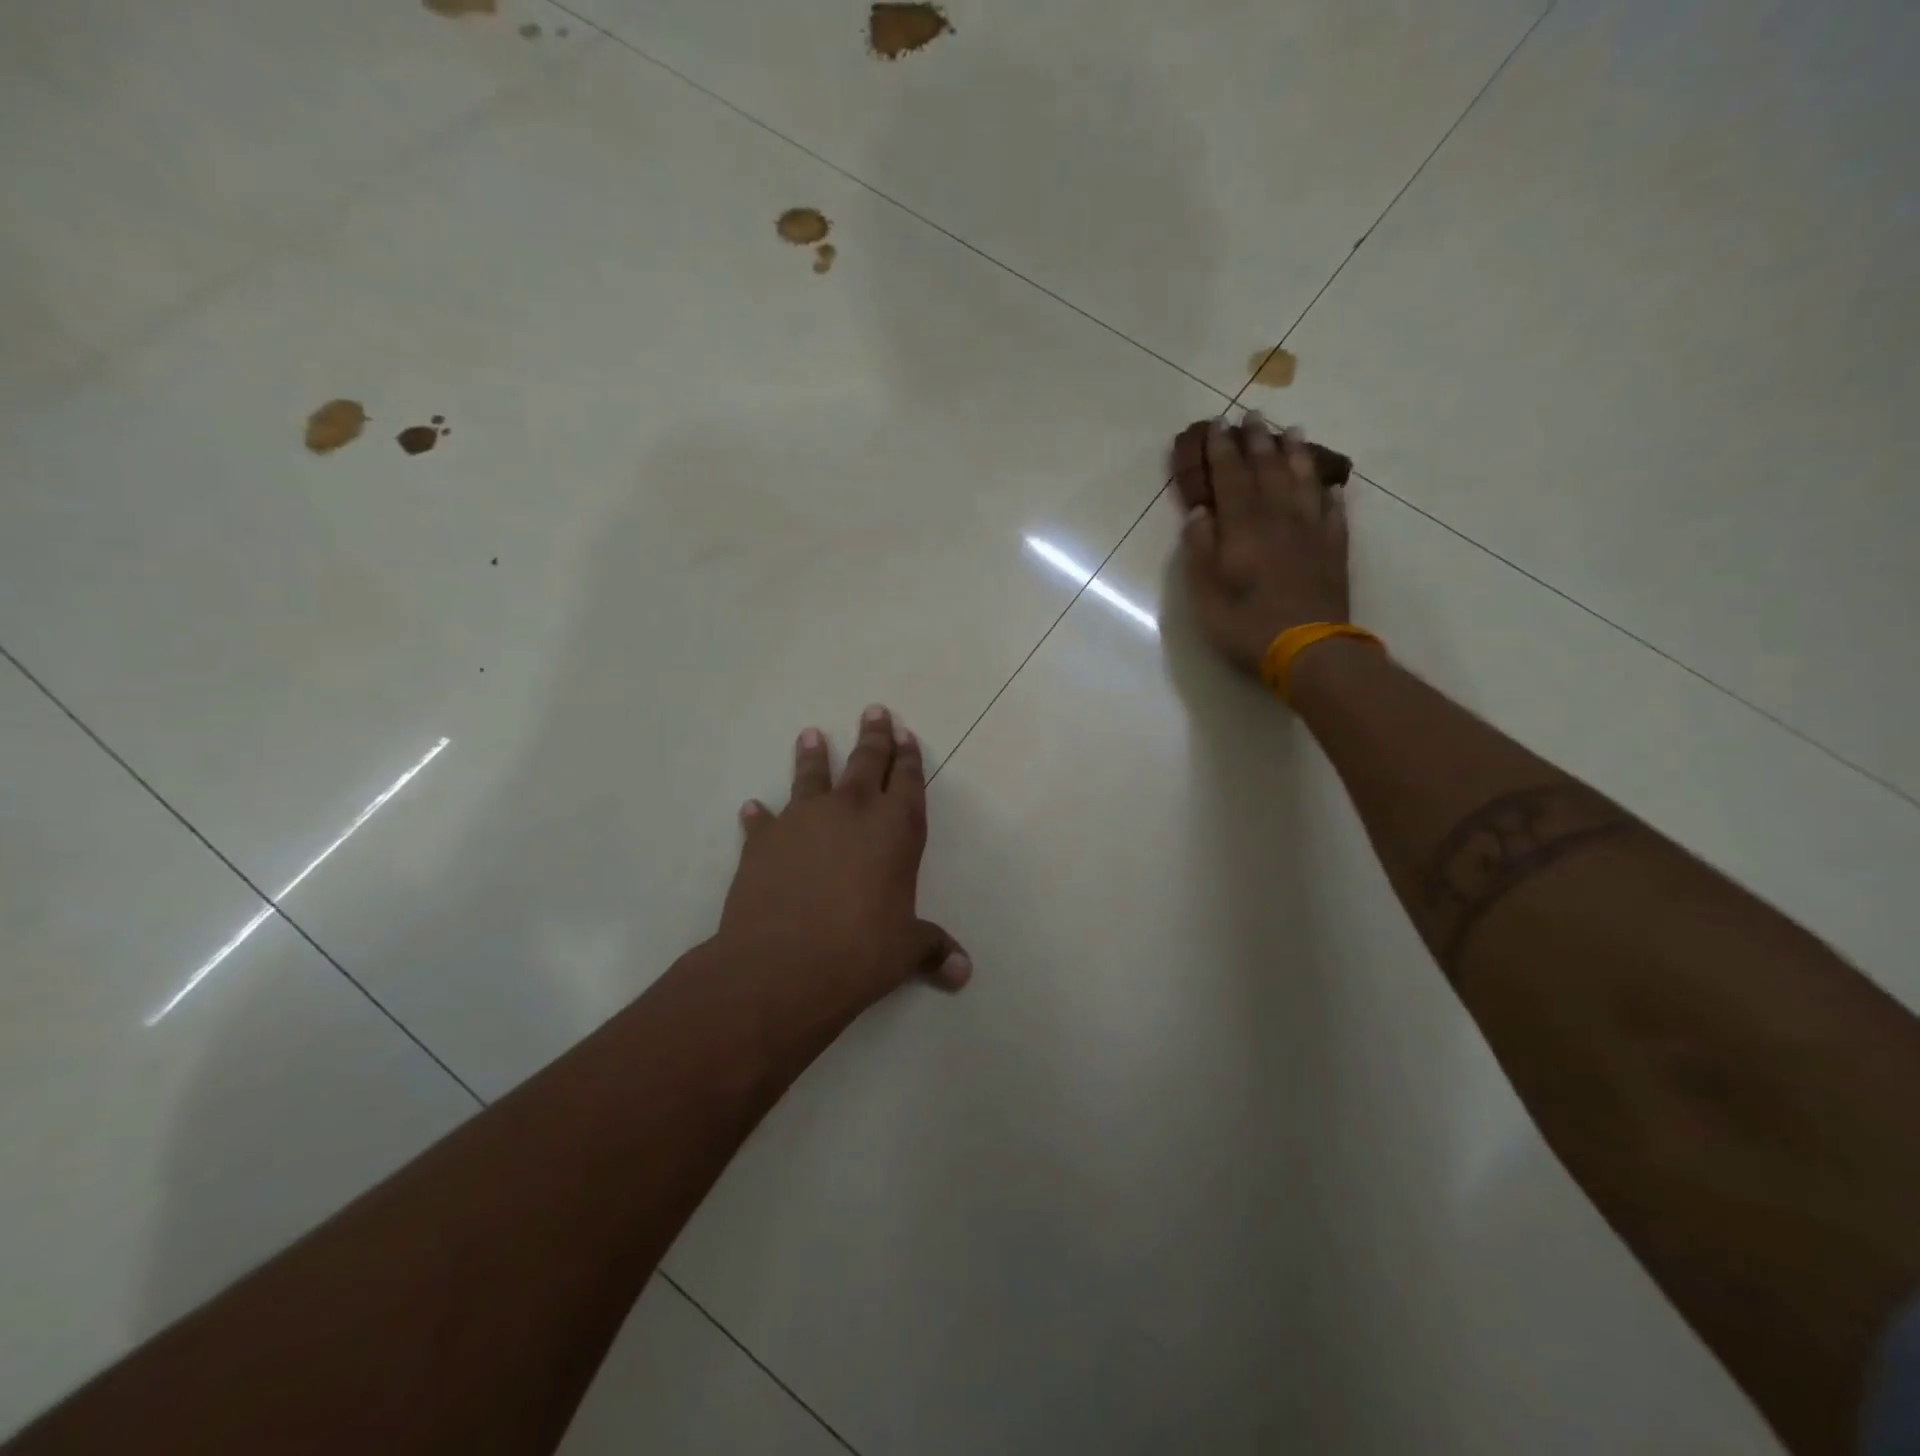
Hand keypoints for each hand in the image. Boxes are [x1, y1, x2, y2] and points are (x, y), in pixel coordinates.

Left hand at [718, 706, 970, 1013]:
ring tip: (811, 735)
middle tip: (874, 711)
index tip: (905, 733)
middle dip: (874, 736)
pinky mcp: (764, 841)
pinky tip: (754, 808)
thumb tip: (963, 973)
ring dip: (814, 755)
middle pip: (867, 761)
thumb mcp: (905, 950)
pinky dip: (760, 815)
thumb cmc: (860, 951)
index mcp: (896, 828)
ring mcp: (803, 820)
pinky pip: (764, 821)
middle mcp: (852, 811)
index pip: (908, 780)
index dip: (909, 756)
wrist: (783, 964)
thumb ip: (933, 950)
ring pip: (812, 775)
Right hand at [1172, 413, 1350, 673]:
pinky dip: (1328, 493)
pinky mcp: (1334, 549)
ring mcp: (1311, 532)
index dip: (1221, 449)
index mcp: (1242, 527)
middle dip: (1257, 441)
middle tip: (1253, 415)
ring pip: (1302, 481)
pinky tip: (1327, 483)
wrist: (1309, 649)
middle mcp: (1278, 518)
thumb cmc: (1246, 625)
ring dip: (1295, 454)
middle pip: (1267, 470)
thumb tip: (1201, 512)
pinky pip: (1333, 511)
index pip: (1229, 477)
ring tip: (1291, 431)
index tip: (1215, 424)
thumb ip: (1201, 549)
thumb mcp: (1205, 593)